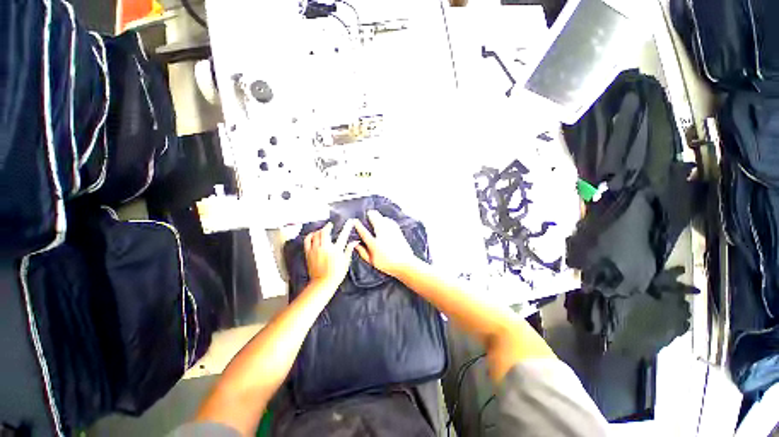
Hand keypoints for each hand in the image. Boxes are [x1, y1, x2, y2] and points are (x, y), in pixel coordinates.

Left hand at [305, 221, 358, 288]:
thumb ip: (349, 250)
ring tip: (322, 230)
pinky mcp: (308, 253)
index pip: (343, 235)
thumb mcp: (346, 262)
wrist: (323, 283)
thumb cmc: (336, 274)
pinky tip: (313, 235)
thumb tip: (354, 242)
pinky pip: (307, 240)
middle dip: (328, 226)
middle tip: (330, 225)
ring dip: (319, 231)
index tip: (350, 221)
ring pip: (316, 235)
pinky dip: (310, 236)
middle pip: (325, 232)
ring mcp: (315, 250)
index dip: (347, 227)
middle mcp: (325, 248)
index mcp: (336, 250)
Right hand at [354, 210, 417, 277]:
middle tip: (367, 214)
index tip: (354, 221)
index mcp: (374, 244)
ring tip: (375, 216)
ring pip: (383, 218)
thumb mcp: (371, 261)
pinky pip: (390, 221)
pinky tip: (385, 220)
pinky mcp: (398, 231)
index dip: (358, 226)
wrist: (404, 263)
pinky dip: (386, 219)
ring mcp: (391, 232)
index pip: (364, 232)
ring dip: (378, 216)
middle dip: (371, 215)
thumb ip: (362, 252)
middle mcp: (382, 235)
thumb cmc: (387, 264)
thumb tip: (355, 244)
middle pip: (375, 220)